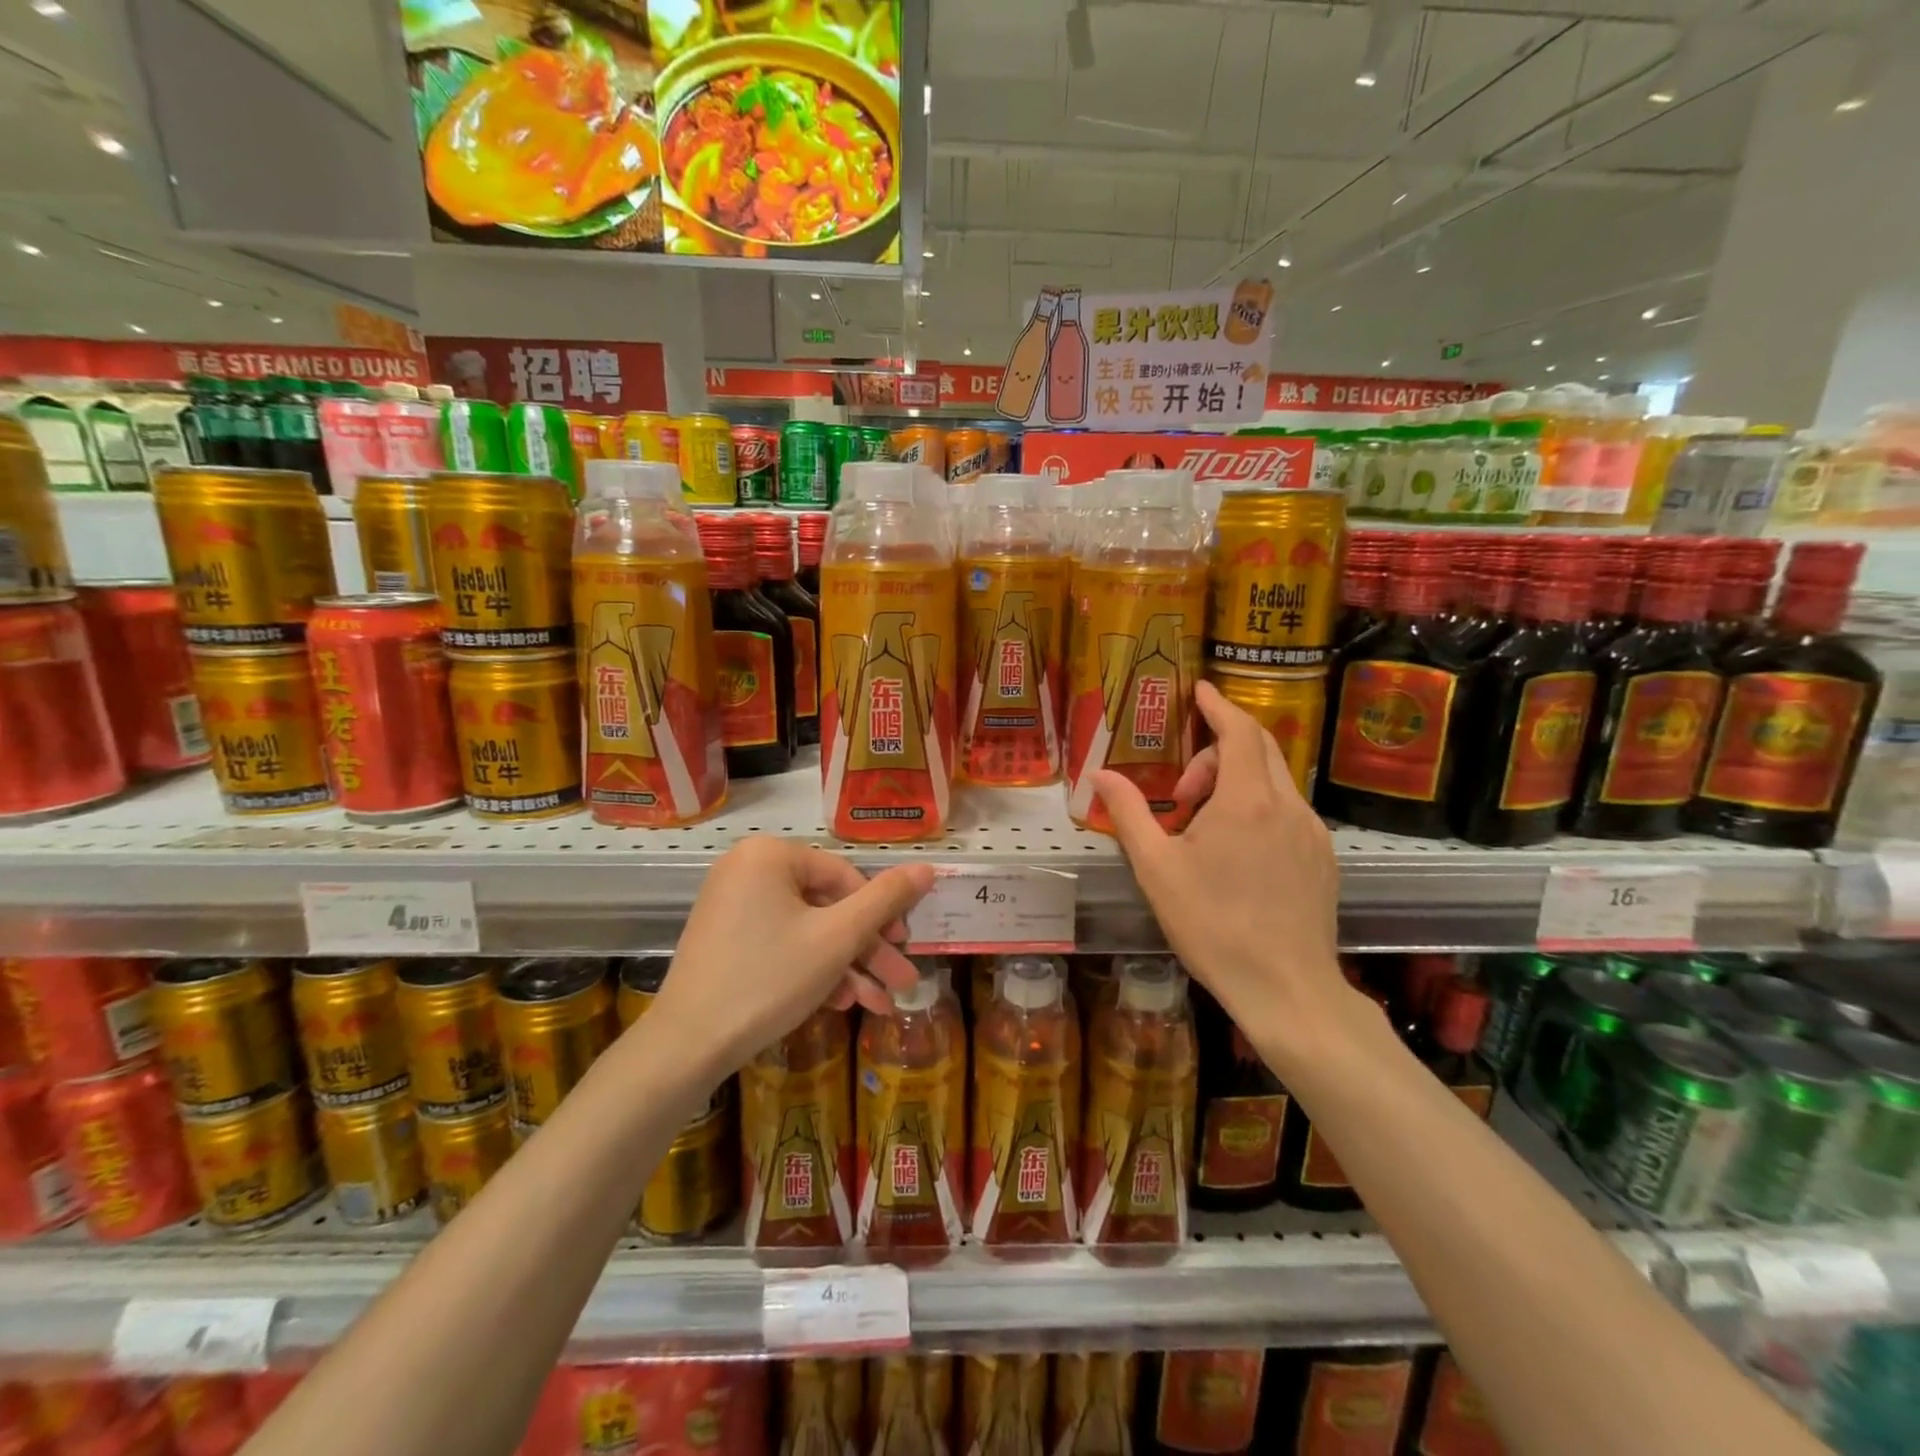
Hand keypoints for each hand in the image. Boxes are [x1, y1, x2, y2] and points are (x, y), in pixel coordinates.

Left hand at [650, 837, 934, 1074]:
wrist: (686, 1047)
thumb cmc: (769, 979)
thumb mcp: (838, 938)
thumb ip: (886, 899)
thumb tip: (928, 867)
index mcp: (770, 855)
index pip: (845, 876)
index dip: (882, 914)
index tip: (905, 948)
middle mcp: (747, 869)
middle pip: (827, 905)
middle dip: (867, 949)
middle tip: (901, 980)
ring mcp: (732, 905)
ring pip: (807, 930)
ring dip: (846, 966)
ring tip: (878, 1004)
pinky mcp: (725, 938)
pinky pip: (781, 943)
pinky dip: (811, 969)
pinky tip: (839, 1003)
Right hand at [1093, 681, 1353, 1062]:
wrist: (1287, 989)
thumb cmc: (1213, 926)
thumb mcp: (1156, 869)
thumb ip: (1128, 813)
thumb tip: (1098, 774)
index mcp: (1246, 801)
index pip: (1239, 730)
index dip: (1218, 705)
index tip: (1200, 690)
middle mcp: (1287, 805)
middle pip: (1260, 748)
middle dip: (1218, 750)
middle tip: (1182, 788)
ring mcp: (1312, 832)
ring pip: (1275, 781)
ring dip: (1236, 782)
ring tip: (1203, 828)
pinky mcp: (1323, 858)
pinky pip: (1289, 810)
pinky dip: (1259, 807)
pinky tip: (1237, 851)